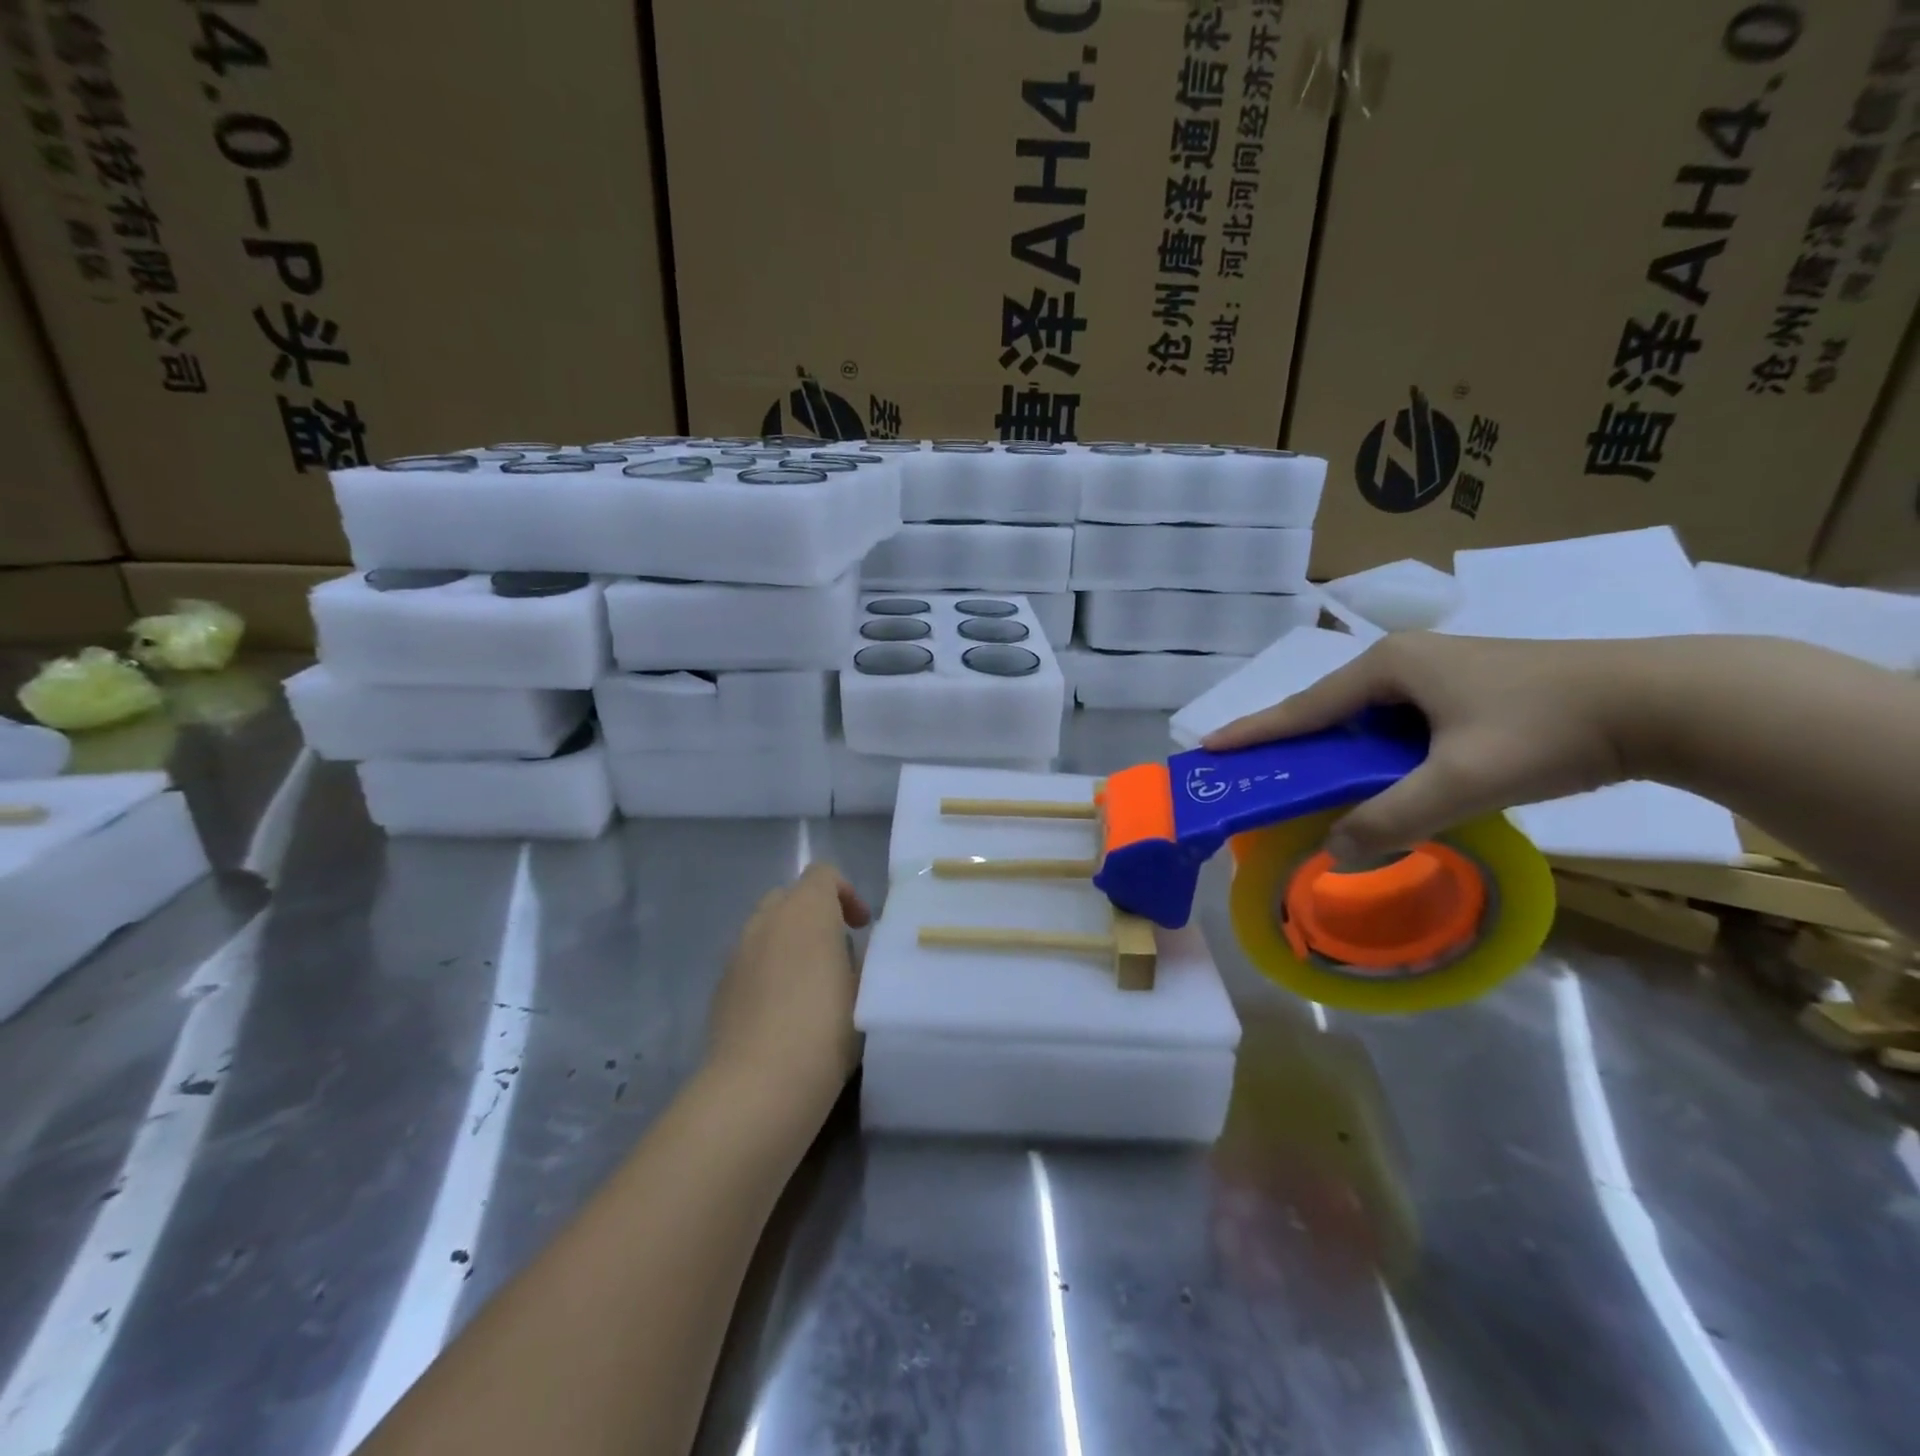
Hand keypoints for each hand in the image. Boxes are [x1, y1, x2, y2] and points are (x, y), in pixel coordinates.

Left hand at [707, 863, 871, 1112]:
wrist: (759, 1086)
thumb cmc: (825, 1028)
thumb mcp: (864, 991)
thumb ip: (860, 959)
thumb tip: (852, 952)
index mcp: (806, 910)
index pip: (822, 874)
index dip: (845, 893)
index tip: (860, 928)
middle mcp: (767, 920)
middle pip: (790, 897)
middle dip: (814, 915)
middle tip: (837, 950)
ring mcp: (738, 953)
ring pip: (766, 930)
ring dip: (789, 942)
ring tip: (810, 983)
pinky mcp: (720, 987)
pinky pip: (750, 961)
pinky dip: (768, 970)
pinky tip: (783, 1010)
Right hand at [1203, 632, 1655, 861]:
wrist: (1663, 702)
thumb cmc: (1548, 730)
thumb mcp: (1462, 781)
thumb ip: (1393, 818)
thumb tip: (1334, 852)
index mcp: (1388, 667)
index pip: (1303, 707)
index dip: (1254, 731)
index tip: (1208, 748)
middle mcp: (1403, 662)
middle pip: (1328, 711)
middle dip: (1291, 745)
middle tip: (1256, 776)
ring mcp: (1436, 674)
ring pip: (1365, 721)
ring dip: (1337, 754)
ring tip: (1309, 788)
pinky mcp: (1465, 692)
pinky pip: (1397, 727)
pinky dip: (1375, 756)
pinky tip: (1376, 781)